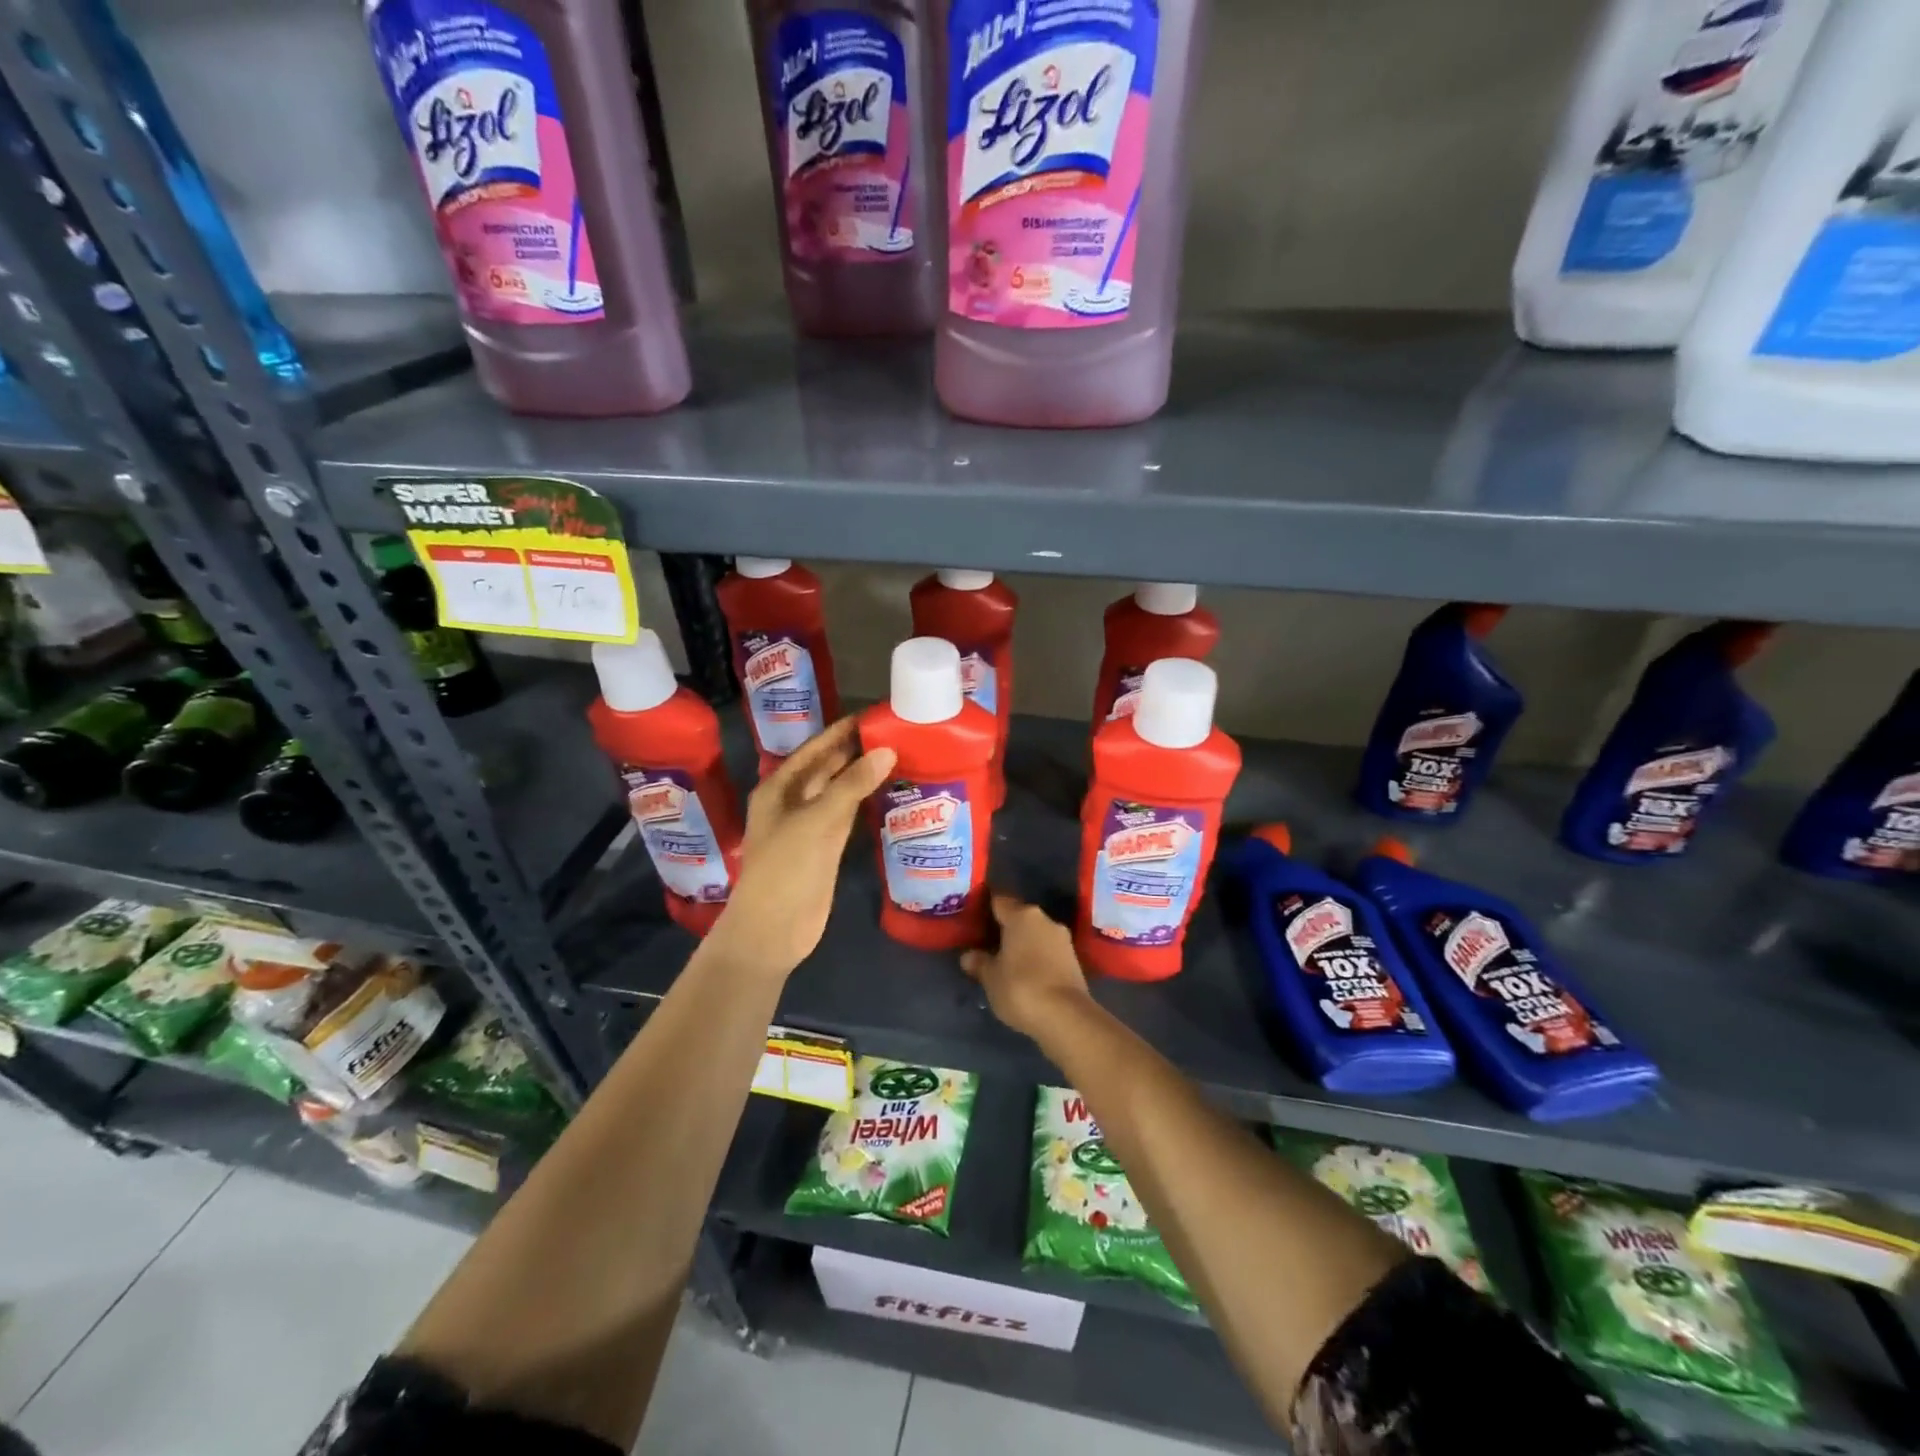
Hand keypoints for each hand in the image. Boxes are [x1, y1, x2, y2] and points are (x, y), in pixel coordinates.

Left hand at [708, 717, 894, 977]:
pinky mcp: (826, 847)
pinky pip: (848, 815)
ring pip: (839, 791)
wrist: (774, 929)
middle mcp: (793, 802)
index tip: (873, 715)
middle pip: (826, 768)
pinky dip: (865, 801)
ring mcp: (810, 825)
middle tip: (894, 732)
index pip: (813, 749)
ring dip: (862, 775)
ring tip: (898, 754)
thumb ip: (851, 784)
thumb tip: (886, 750)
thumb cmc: (786, 868)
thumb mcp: (817, 821)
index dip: (840, 732)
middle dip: (855, 751)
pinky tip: (888, 790)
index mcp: (778, 788)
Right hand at [960, 893, 1092, 1040]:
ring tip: (1005, 963)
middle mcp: (1045, 920)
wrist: (1066, 1017)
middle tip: (986, 944)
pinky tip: (1025, 976)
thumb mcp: (991, 978)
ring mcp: (1063, 940)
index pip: (999, 901)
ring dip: (1022, 945)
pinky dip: (1036, 959)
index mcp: (1022, 915)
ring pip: (1036, 935)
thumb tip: (969, 956)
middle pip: (1019, 918)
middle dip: (1005, 929)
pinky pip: (1048, 952)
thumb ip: (980, 963)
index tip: (974, 918)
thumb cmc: (1021, 988)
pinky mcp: (1074, 960)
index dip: (986, 908)